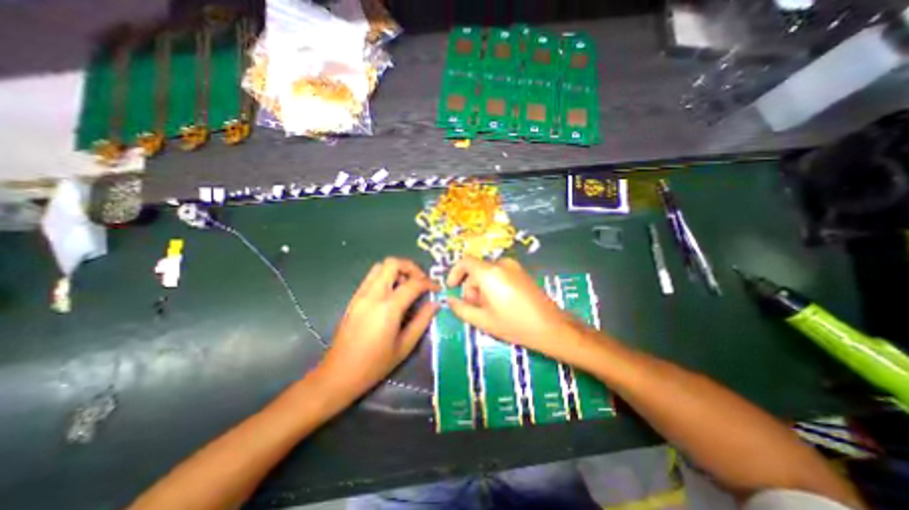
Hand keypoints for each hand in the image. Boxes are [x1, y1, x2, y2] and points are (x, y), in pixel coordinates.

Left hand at [318, 259, 436, 398]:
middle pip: (393, 263)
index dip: (429, 283)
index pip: (413, 283)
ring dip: (397, 270)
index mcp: (388, 308)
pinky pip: (372, 277)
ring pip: (380, 266)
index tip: (437, 289)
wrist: (339, 374)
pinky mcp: (354, 298)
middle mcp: (373, 295)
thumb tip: (435, 304)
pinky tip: (393, 293)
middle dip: (411, 268)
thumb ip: (422, 321)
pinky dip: (386, 276)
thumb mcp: (405, 346)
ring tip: (407, 285)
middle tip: (421, 281)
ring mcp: (361, 294)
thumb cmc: (374, 364)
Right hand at [446, 257, 581, 359]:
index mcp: (489, 273)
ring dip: (482, 287)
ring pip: (488, 272)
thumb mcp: (482, 320)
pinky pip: (500, 273)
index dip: (454, 273)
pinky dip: (493, 285)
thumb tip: (449, 300)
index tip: (452, 288)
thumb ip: (461, 309)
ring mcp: (514, 267)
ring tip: (488, 308)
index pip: (465, 261)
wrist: (550, 327)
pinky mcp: (522, 272)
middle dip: (470, 286)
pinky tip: (500, 303)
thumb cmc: (514, 324)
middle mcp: (501, 264)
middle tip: (474, 306)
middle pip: (476, 269)